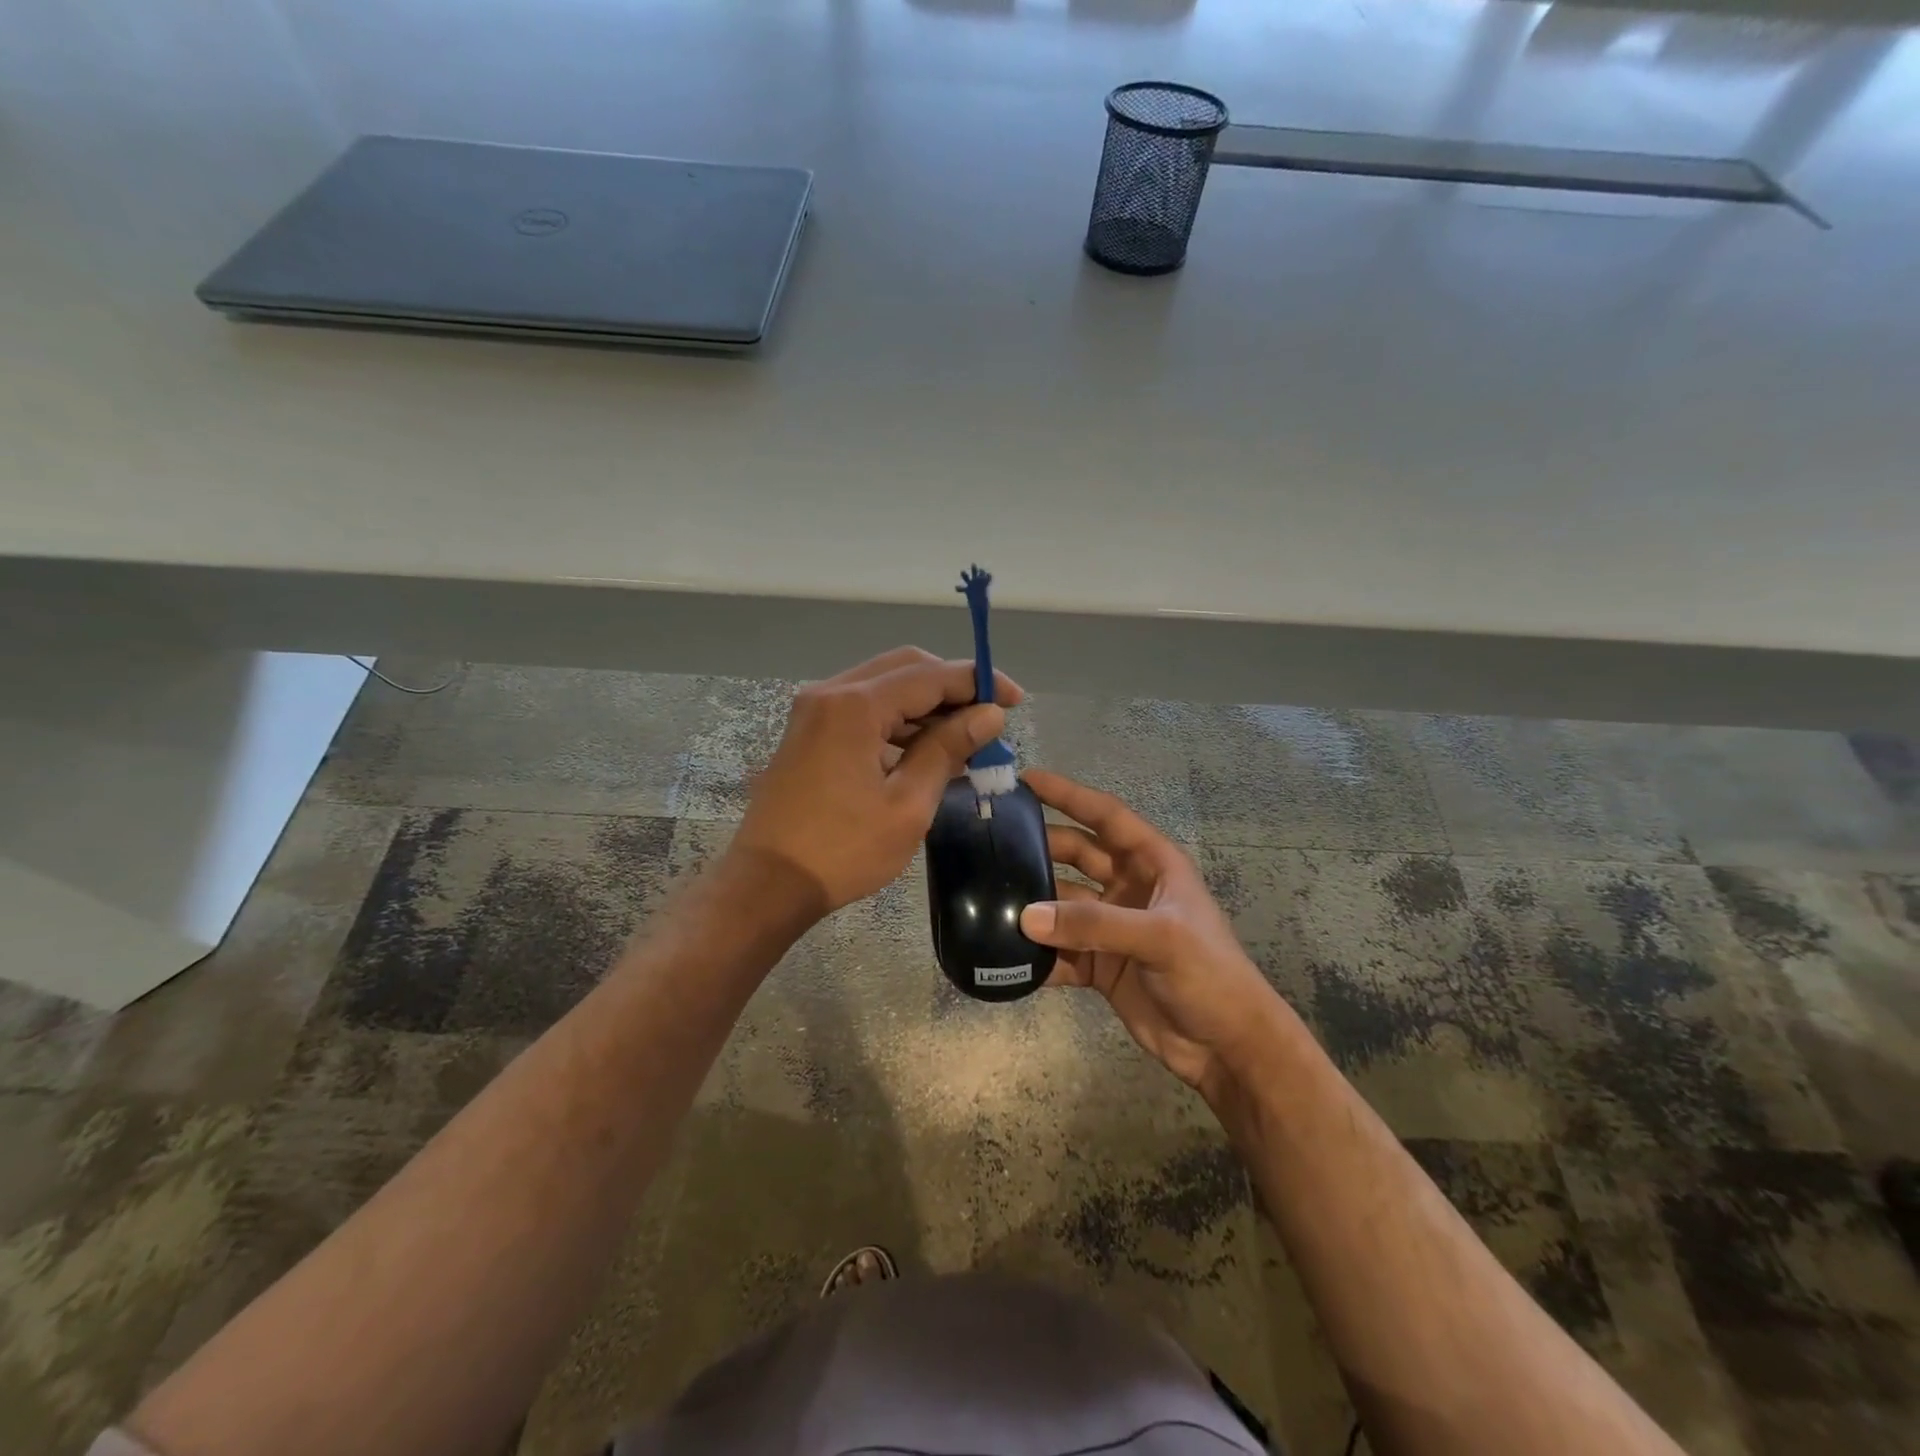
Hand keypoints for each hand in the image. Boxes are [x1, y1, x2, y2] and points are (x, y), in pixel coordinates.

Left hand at [730, 647, 1022, 917]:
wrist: (766, 883)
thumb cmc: (842, 850)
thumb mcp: (908, 804)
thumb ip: (948, 749)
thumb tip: (989, 715)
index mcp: (855, 706)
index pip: (930, 675)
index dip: (978, 682)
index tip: (1015, 700)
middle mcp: (831, 693)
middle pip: (906, 667)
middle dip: (952, 687)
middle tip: (989, 717)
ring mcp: (815, 709)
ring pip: (884, 686)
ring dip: (926, 704)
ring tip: (964, 738)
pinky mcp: (809, 729)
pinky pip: (863, 708)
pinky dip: (897, 719)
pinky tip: (924, 748)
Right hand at [1019, 769, 1281, 1101]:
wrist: (1227, 1048)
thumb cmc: (1209, 975)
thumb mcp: (1160, 938)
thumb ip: (1093, 924)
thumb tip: (1025, 916)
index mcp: (1153, 864)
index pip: (1106, 817)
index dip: (1069, 795)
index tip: (1026, 780)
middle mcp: (1129, 887)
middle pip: (1076, 855)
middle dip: (1039, 847)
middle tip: (991, 841)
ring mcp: (1112, 928)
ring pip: (1062, 905)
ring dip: (1032, 904)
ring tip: (986, 897)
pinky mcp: (1100, 965)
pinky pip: (1060, 951)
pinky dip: (1037, 953)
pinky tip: (1005, 954)